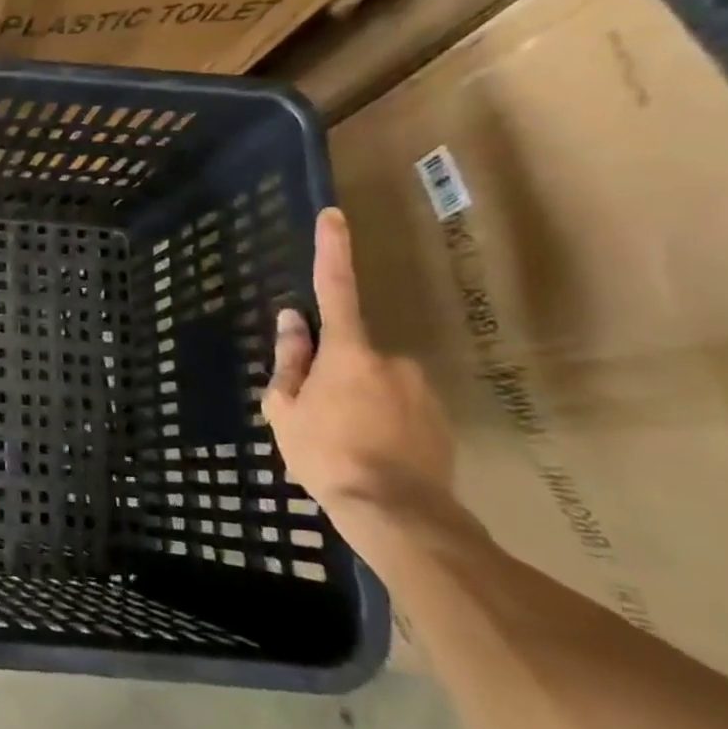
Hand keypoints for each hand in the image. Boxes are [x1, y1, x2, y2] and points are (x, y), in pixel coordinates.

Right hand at [262, 208, 454, 528]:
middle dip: (333, 374)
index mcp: (348, 353)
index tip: (333, 216)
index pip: (335, 289)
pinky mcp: (441, 419)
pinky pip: (400, 407)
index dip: (332, 251)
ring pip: (376, 383)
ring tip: (345, 444)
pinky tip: (372, 453)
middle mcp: (391, 360)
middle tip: (316, 417)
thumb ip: (289, 361)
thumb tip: (292, 321)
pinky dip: (382, 422)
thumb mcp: (286, 408)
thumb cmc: (325, 453)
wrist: (397, 513)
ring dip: (358, 401)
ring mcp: (421, 390)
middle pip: (351, 354)